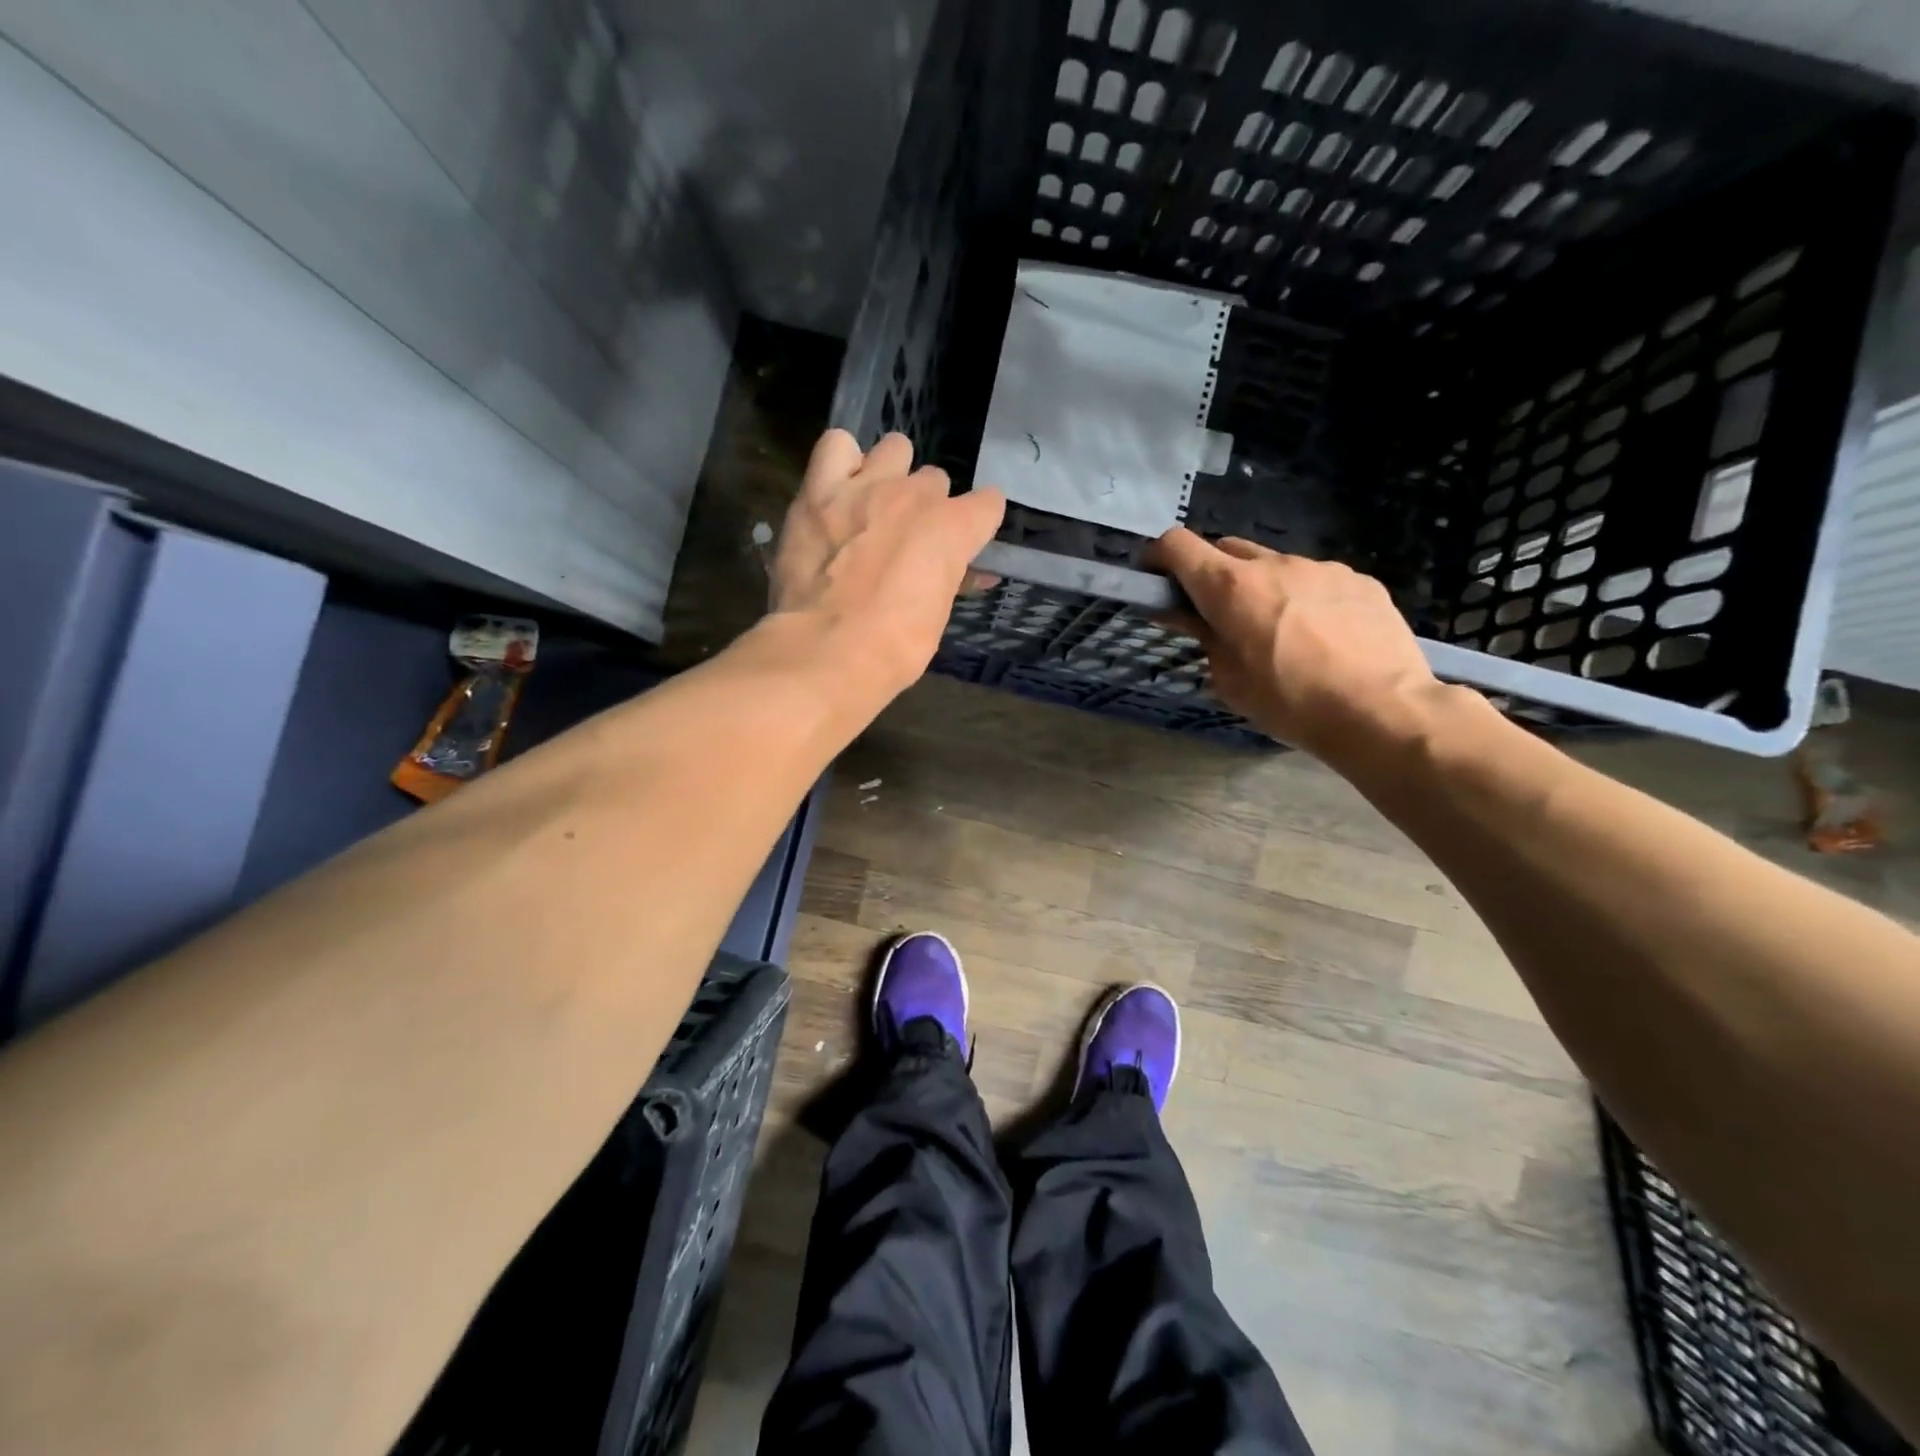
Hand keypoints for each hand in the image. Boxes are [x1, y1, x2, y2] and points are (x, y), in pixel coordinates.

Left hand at [771, 430, 1004, 692]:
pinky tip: (838, 490)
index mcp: (952, 529)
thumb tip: (971, 573)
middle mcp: (915, 495)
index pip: (988, 504)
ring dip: (891, 473)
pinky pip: (837, 446)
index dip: (978, 524)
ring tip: (873, 504)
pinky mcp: (819, 490)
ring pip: (894, 449)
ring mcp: (866, 486)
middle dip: (927, 505)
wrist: (828, 650)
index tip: (966, 543)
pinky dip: (842, 462)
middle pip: (934, 480)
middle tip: (908, 537)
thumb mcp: (937, 616)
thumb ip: (952, 580)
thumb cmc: (894, 647)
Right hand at [1153, 529, 1442, 760]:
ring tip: (1280, 632)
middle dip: (1212, 574)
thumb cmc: (1291, 703)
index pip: (1177, 545)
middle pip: (1225, 549)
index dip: (1159, 557)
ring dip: (1263, 587)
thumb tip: (1188, 616)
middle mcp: (1273, 564)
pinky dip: (1305, 598)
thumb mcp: (1229, 681)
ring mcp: (1321, 567)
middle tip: (1218, 615)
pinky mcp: (1360, 580)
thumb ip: (1205, 639)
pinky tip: (1323, 637)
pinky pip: (1317, 580)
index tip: (1157, 581)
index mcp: (1230, 587)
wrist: (1382, 711)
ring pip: (1275, 565)